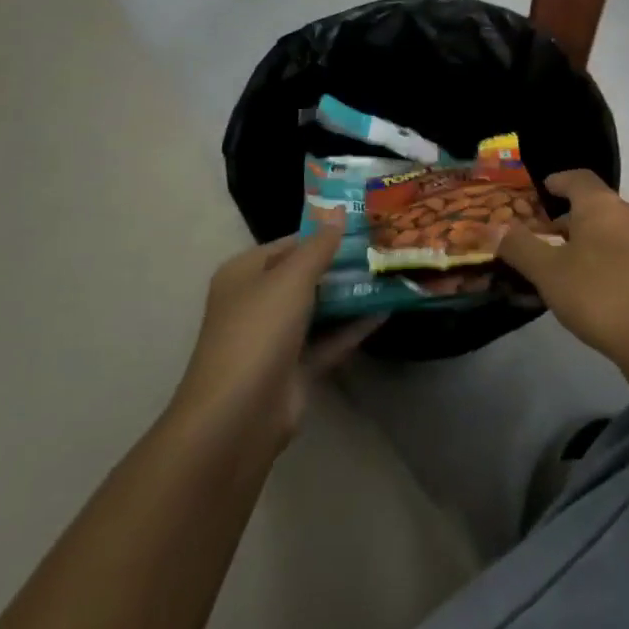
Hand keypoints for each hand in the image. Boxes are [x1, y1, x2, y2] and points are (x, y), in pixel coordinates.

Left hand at [171, 227, 380, 449]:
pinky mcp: (294, 369)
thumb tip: (340, 211)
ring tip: (391, 273)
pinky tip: (386, 311)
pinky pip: (328, 340)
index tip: (364, 223)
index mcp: (244, 273)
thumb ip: (319, 246)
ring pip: (319, 308)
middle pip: (305, 275)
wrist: (238, 417)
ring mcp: (275, 338)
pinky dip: (353, 327)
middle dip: (341, 263)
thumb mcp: (291, 278)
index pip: (289, 243)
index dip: (324, 233)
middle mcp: (257, 302)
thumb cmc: (259, 331)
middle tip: (384, 245)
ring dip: (350, 294)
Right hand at [498, 170, 628, 373]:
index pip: (578, 177)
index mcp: (601, 204)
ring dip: (580, 240)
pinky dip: (596, 258)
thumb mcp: (549, 271)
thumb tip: (492, 227)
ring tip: (555, 264)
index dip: (557, 180)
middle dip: (564, 216)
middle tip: (538, 233)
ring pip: (605, 230)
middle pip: (592, 204)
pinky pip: (617, 252)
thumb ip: (519, 247)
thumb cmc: (599, 293)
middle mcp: (626, 214)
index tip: (541, 189)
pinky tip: (582, 287)